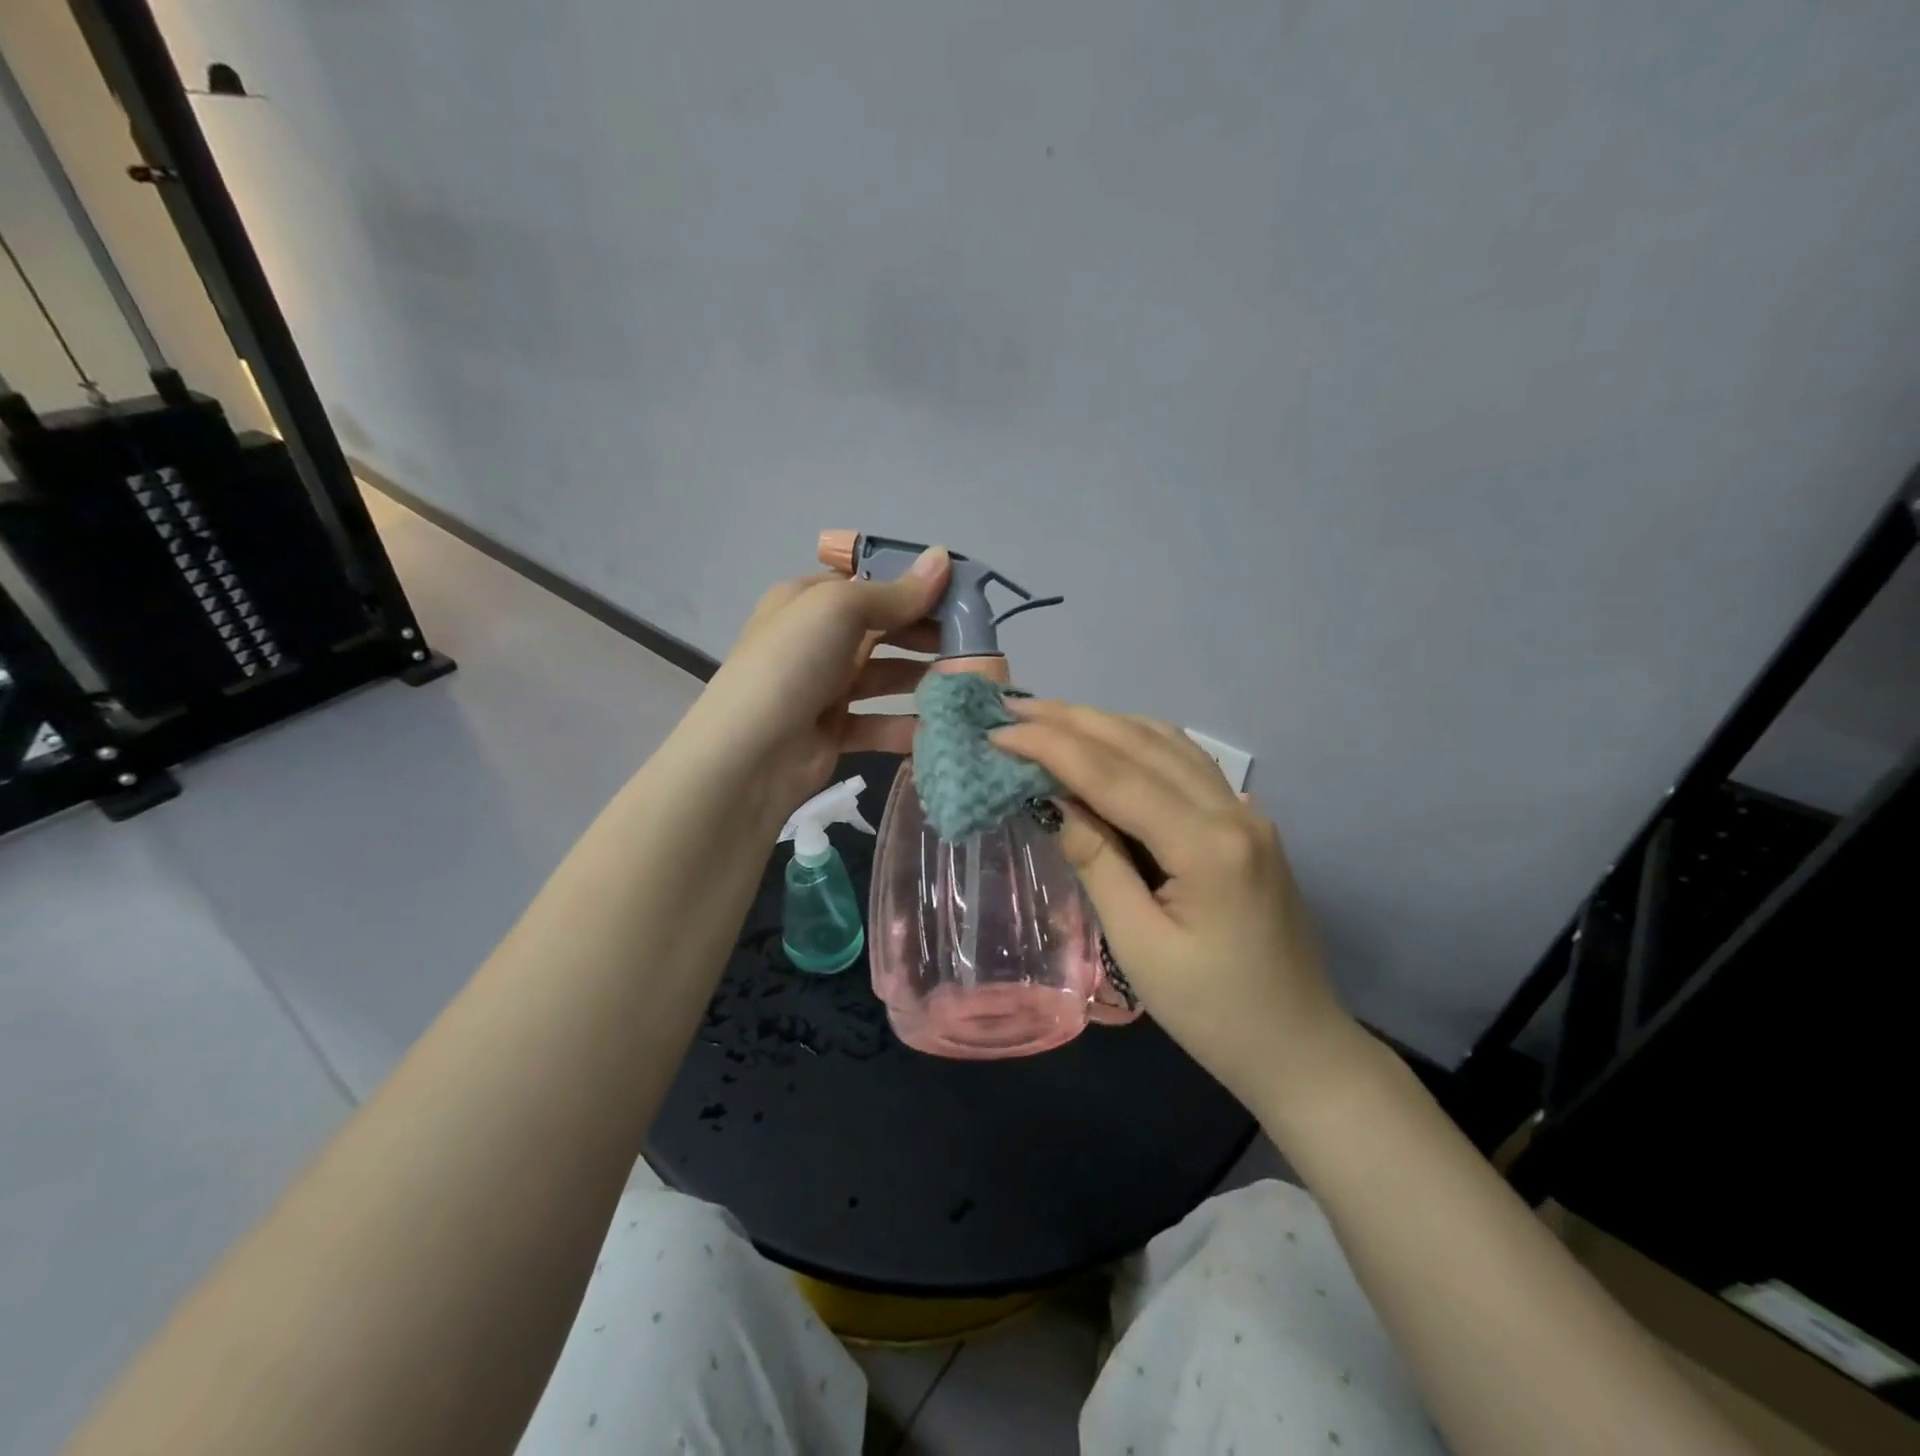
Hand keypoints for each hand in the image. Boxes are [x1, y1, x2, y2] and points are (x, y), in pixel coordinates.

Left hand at [681, 546, 951, 820]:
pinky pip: (880, 723)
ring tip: (967, 683)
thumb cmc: (793, 663)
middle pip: (883, 630)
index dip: (914, 586)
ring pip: (885, 677)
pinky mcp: (835, 732)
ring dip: (923, 679)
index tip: (962, 596)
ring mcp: (825, 688)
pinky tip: (942, 727)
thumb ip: (896, 592)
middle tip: (974, 642)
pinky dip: (907, 725)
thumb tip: (943, 557)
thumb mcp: (840, 610)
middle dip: (926, 634)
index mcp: (809, 601)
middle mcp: (817, 641)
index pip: (869, 584)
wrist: (749, 754)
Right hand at [992, 701, 1361, 1113]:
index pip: (1115, 775)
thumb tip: (1051, 799)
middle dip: (1072, 720)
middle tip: (1013, 708)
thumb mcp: (1139, 944)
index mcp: (1208, 845)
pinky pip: (1184, 762)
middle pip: (1141, 743)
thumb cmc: (1212, 1013)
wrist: (1298, 1047)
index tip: (998, 731)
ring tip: (1048, 718)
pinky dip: (1137, 743)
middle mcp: (1232, 810)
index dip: (1052, 746)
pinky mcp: (1245, 822)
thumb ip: (1097, 861)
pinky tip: (1107, 743)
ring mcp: (1245, 811)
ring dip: (1104, 723)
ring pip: (1166, 742)